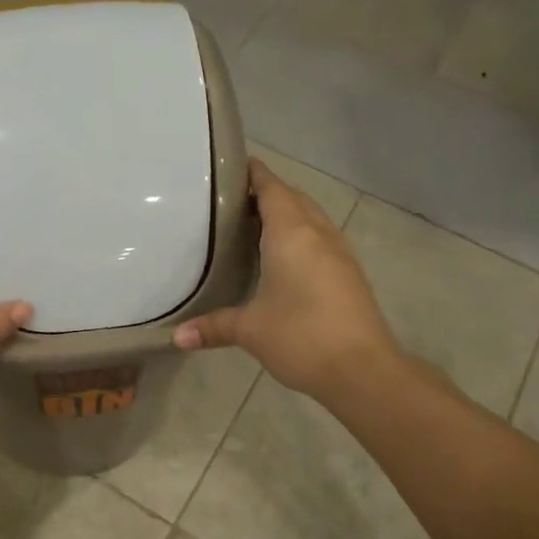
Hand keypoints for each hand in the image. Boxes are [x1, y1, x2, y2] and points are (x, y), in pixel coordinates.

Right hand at [175, 158, 402, 403]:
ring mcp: (338, 252)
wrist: (363, 369)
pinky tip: (282, 257)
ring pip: (310, 217)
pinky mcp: (348, 272)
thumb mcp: (249, 330)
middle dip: (265, 193)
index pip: (271, 187)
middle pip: (292, 198)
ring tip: (252, 225)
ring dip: (286, 213)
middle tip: (230, 202)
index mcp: (291, 233)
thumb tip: (176, 337)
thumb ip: (213, 326)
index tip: (227, 169)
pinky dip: (299, 235)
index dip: (252, 173)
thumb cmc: (301, 336)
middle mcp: (318, 233)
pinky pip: (320, 238)